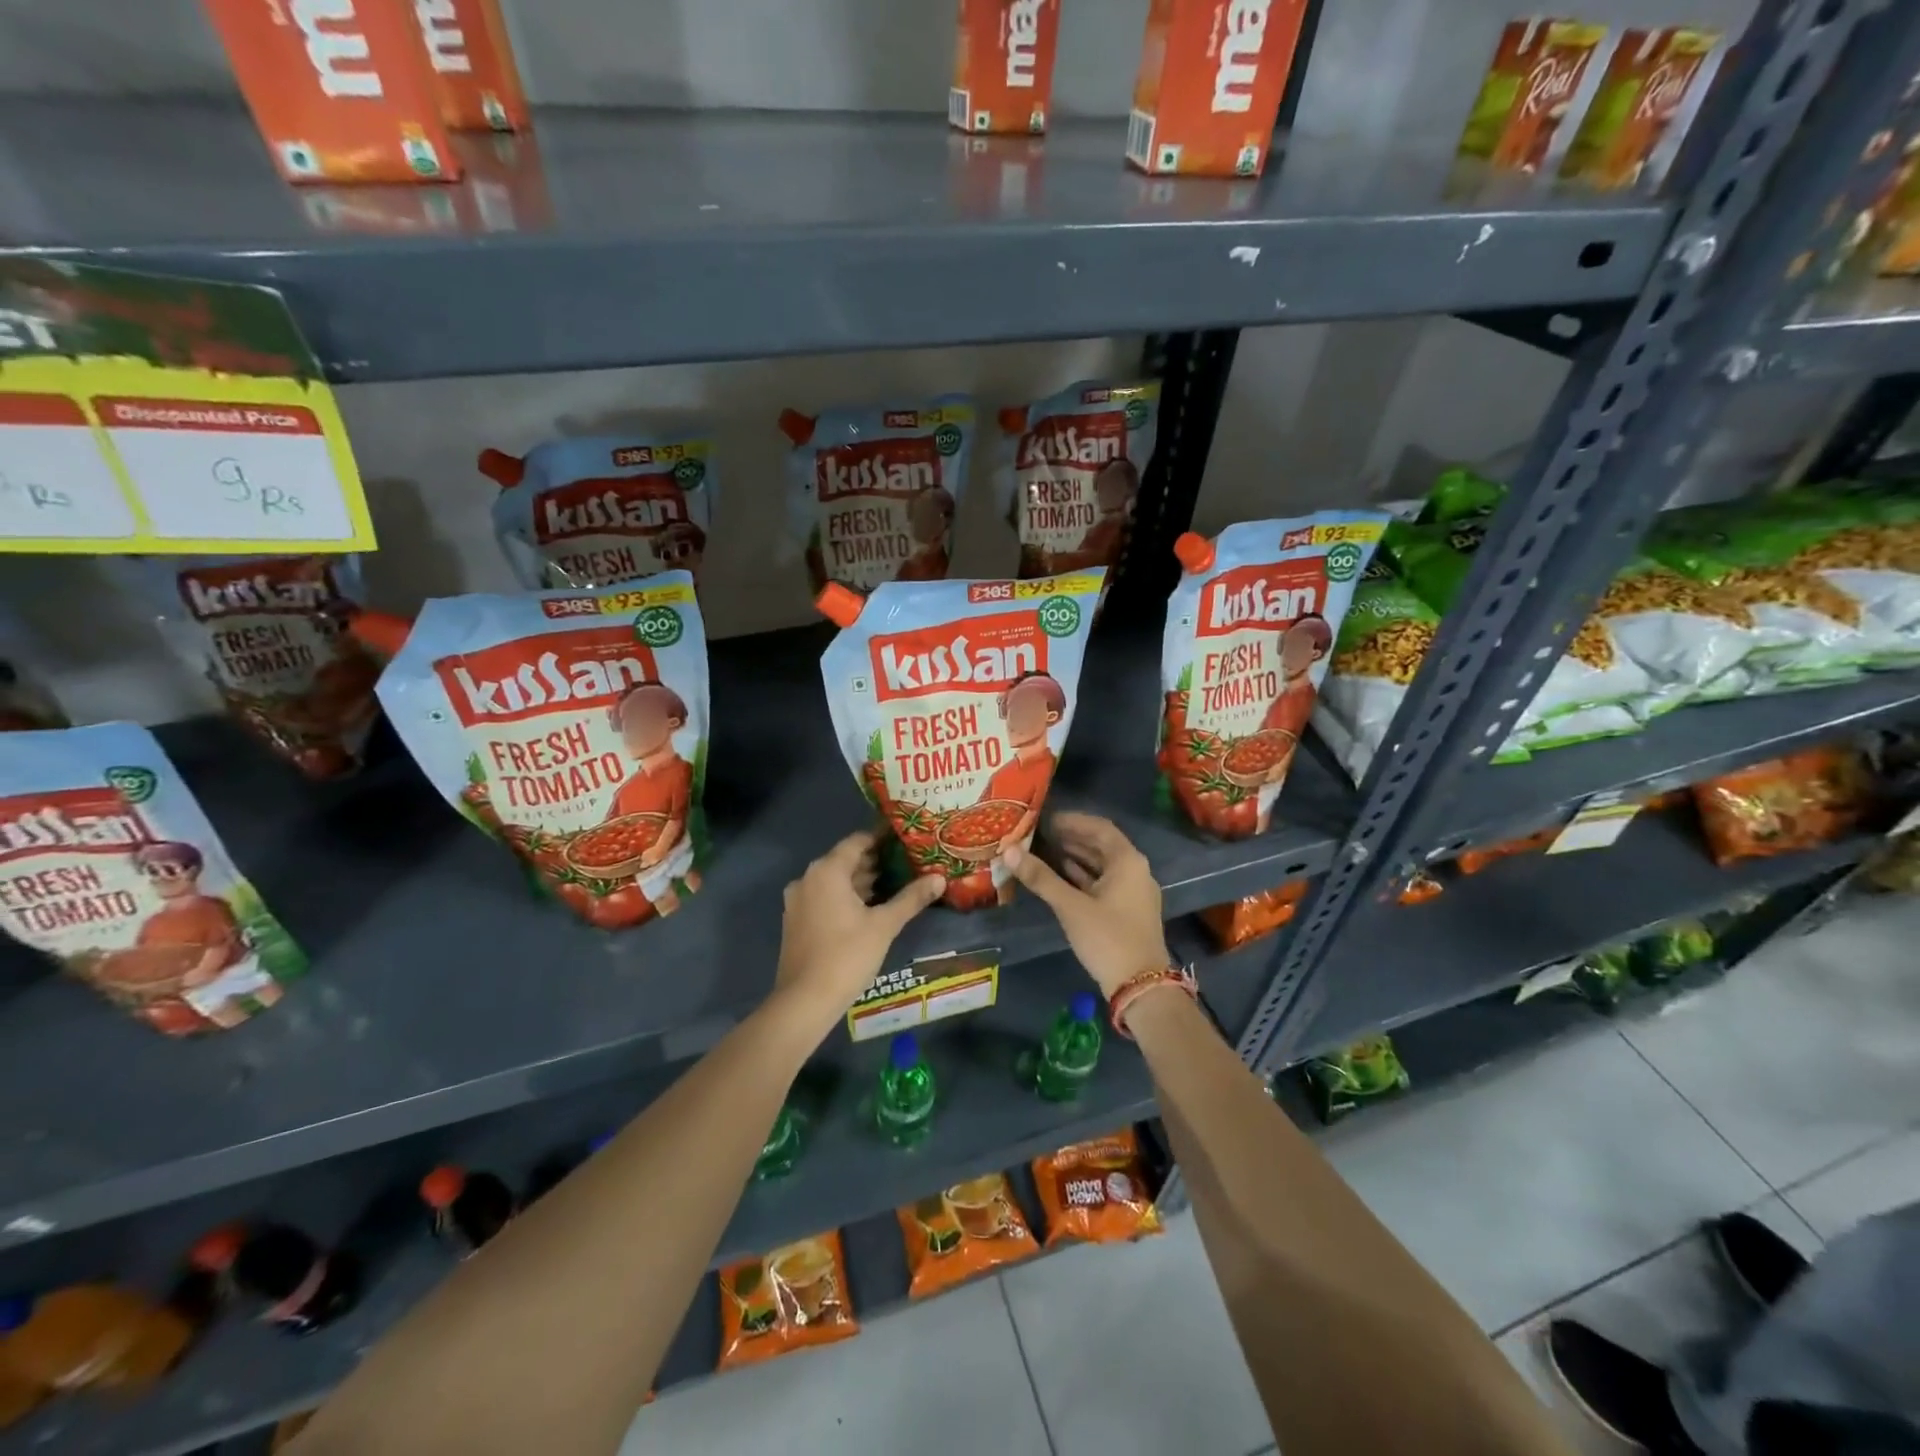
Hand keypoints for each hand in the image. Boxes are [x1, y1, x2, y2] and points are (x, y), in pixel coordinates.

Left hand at [772, 832, 945, 1030]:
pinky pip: (823, 898)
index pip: (857, 842)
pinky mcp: (795, 921)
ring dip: (860, 882)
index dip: (881, 839)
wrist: (805, 1000)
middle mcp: (807, 878)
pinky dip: (844, 898)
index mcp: (827, 871)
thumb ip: (911, 898)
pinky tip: (868, 910)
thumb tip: (940, 878)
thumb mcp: (885, 925)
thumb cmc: (847, 955)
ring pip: (833, 882)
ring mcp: (797, 901)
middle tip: (905, 865)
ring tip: (892, 886)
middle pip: (844, 861)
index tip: (904, 841)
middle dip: (874, 863)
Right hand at [1004, 812, 1169, 995]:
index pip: (1099, 828)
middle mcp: (1135, 870)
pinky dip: (1083, 876)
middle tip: (1039, 834)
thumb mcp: (1070, 906)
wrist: (1141, 986)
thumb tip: (1009, 851)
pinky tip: (1060, 877)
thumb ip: (1041, 877)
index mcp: (1128, 861)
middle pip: (1101, 845)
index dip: (1072, 821)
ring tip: (1044, 851)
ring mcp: (1133, 892)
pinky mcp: (1127, 910)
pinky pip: (1103, 883)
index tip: (1045, 819)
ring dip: (1076, 857)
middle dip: (1071, 838)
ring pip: (1102, 865)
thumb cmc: (1108, 938)